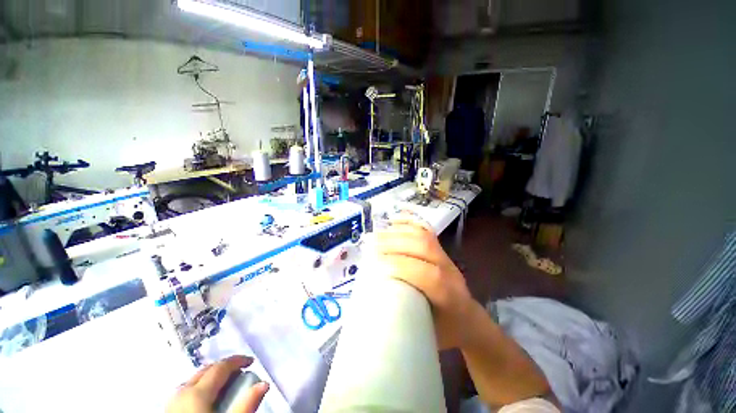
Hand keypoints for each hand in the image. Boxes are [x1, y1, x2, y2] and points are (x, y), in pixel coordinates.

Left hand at [167, 355, 268, 412]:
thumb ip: (247, 404)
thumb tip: (264, 384)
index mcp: (197, 392)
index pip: (221, 367)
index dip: (238, 360)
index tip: (251, 361)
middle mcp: (181, 393)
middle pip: (205, 370)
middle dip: (224, 368)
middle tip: (240, 372)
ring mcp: (171, 403)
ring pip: (193, 381)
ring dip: (211, 378)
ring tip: (225, 385)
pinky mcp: (167, 412)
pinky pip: (185, 392)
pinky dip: (199, 389)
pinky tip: (205, 399)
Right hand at [373, 217, 475, 349]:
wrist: (470, 321)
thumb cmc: (446, 332)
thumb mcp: (427, 334)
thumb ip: (404, 317)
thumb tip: (374, 301)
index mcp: (451, 297)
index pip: (429, 275)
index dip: (402, 266)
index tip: (376, 264)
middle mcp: (450, 271)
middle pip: (424, 247)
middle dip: (395, 243)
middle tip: (371, 244)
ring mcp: (446, 257)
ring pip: (424, 236)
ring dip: (398, 232)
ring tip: (377, 234)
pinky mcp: (440, 250)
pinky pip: (425, 231)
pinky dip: (408, 223)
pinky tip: (394, 221)